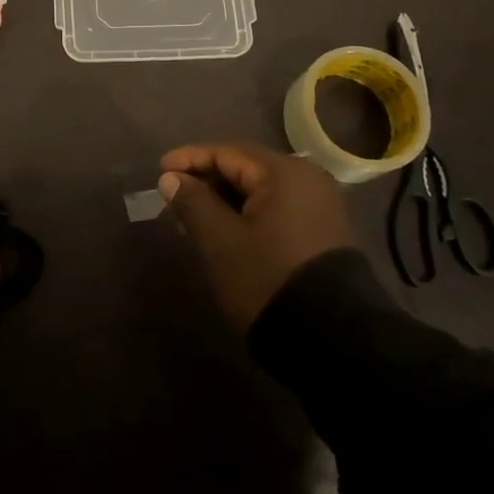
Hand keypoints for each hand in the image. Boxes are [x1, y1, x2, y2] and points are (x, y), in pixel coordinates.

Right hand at [159, 142, 355, 329]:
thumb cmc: (267, 278)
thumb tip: (171, 178)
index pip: (226, 152)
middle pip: (245, 168)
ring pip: (260, 190)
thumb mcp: (219, 241)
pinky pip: (276, 208)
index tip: (159, 171)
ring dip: (225, 199)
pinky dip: (247, 213)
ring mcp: (320, 206)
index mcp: (283, 172)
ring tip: (194, 217)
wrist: (334, 341)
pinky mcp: (323, 232)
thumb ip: (192, 202)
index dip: (189, 159)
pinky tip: (226, 231)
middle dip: (207, 180)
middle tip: (174, 197)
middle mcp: (307, 179)